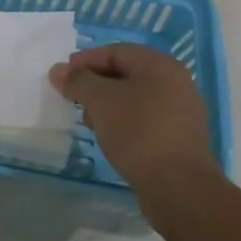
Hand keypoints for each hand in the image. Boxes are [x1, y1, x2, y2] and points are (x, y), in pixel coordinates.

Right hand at [49, 43, 214, 186]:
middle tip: (74, 99)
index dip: (85, 61)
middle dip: (96, 84)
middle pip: (127, 73)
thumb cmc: (138, 132)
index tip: (63, 77)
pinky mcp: (182, 138)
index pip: (116, 52)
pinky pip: (147, 119)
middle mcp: (177, 83)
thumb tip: (58, 70)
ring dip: (109, 105)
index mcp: (160, 66)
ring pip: (136, 98)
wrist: (179, 187)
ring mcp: (182, 112)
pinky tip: (111, 137)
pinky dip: (125, 122)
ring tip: (90, 122)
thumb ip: (78, 81)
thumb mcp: (100, 101)